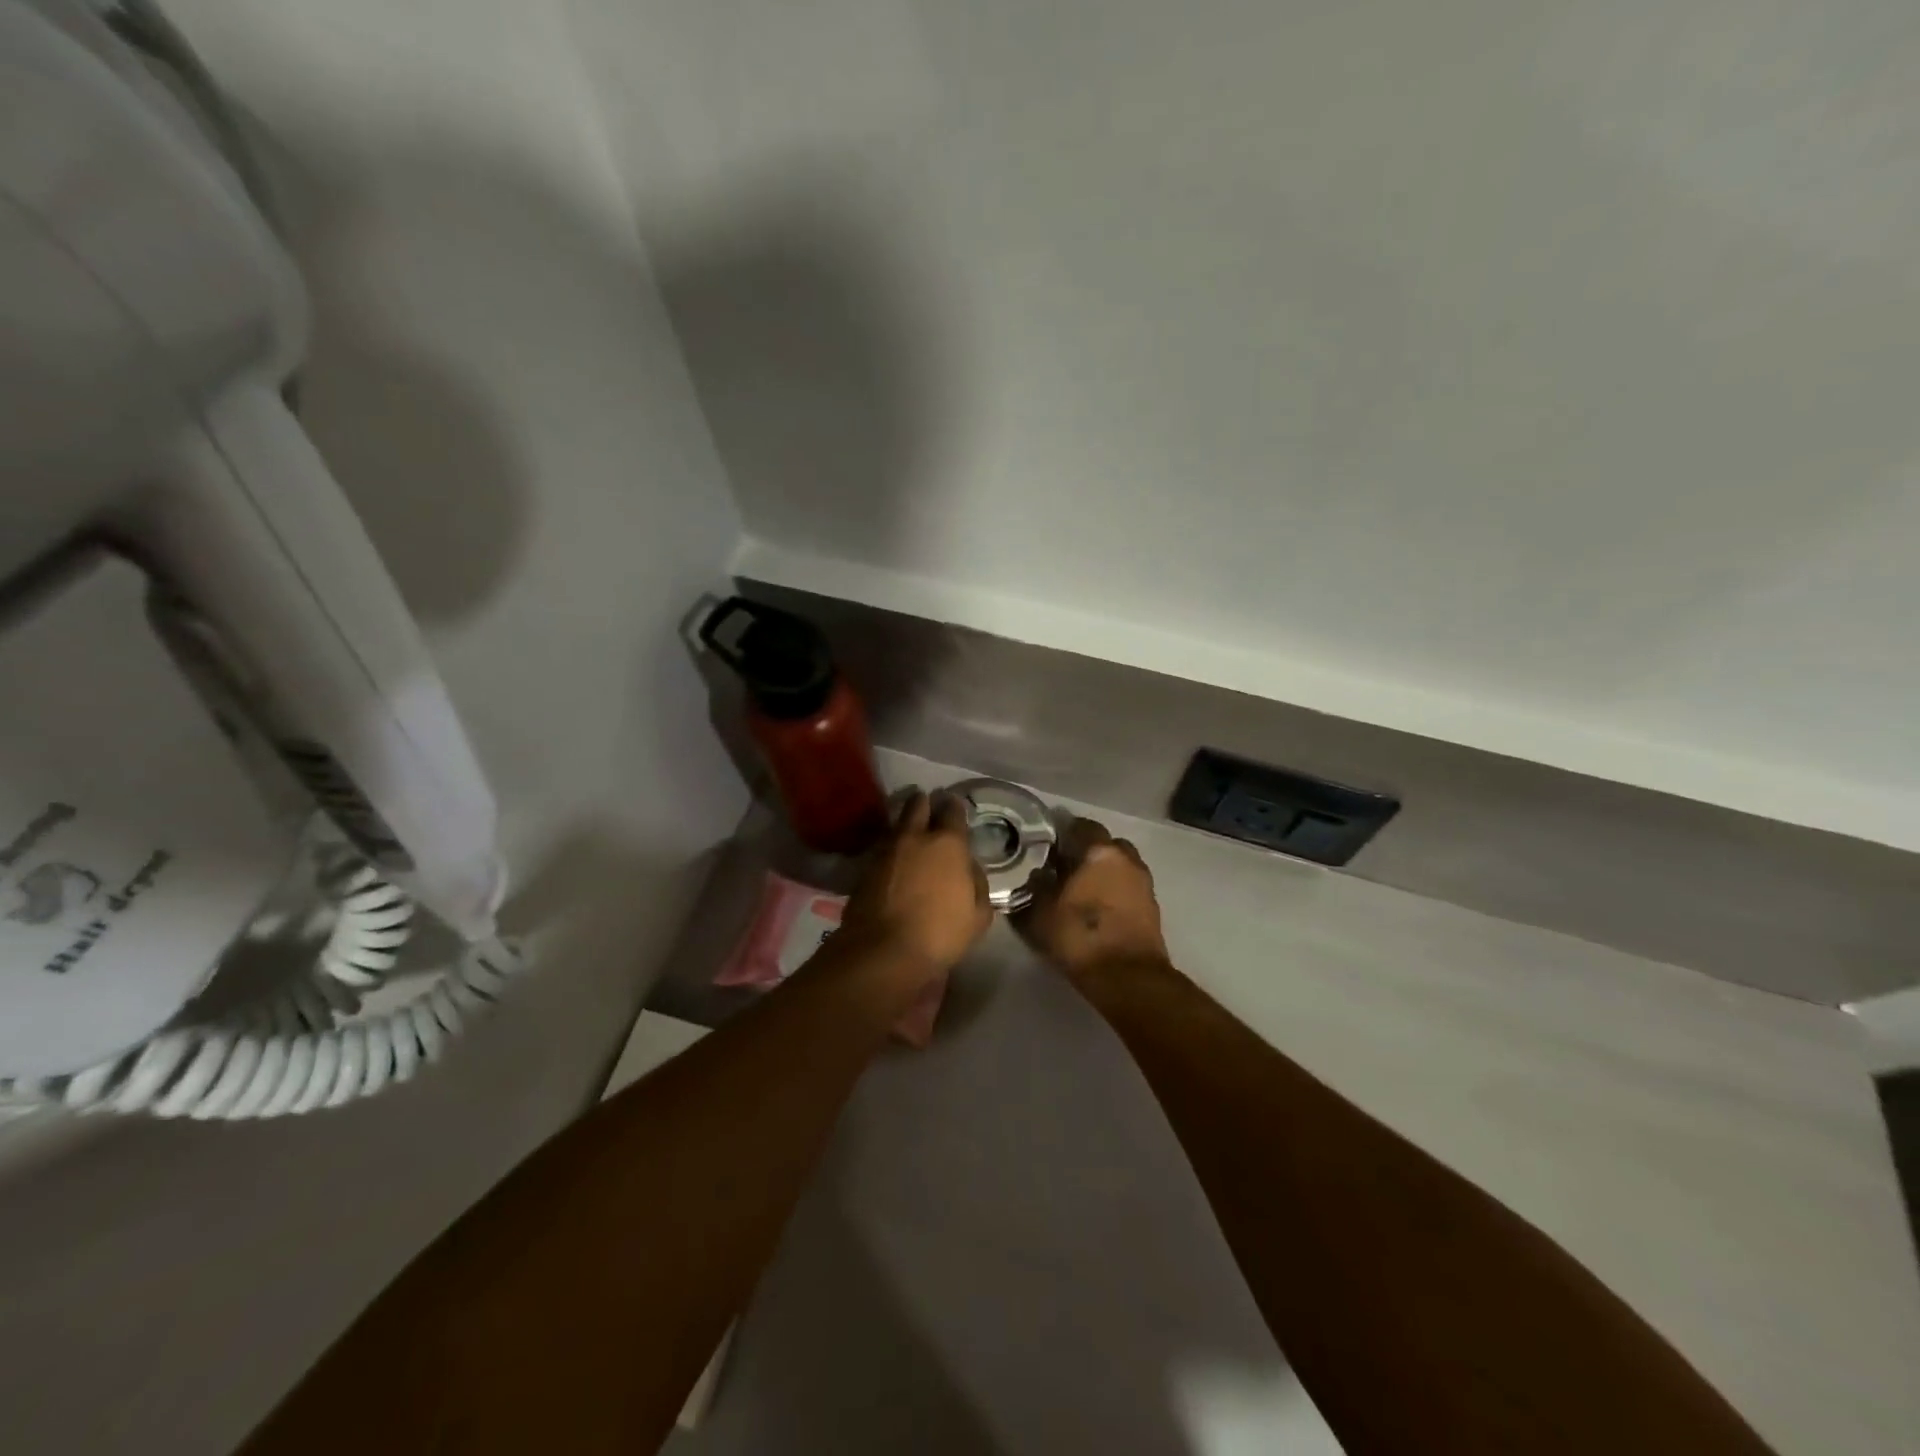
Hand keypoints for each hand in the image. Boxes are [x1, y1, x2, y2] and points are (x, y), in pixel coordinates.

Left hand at [839, 790, 992, 984]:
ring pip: (896, 825)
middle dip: (924, 804)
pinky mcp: (863, 869)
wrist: (883, 953)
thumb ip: (978, 884)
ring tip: (911, 837)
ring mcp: (885, 851)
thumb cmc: (940, 934)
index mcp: (948, 844)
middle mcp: (914, 838)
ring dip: (905, 826)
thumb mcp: (978, 915)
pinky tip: (895, 863)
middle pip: (917, 805)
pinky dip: (890, 851)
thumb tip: (969, 868)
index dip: (954, 807)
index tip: (954, 807)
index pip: (952, 810)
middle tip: (929, 811)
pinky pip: (882, 849)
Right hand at [1018, 816, 1169, 987]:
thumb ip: (1035, 887)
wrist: (1127, 978)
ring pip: (1120, 865)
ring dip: (1104, 872)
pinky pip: (1129, 887)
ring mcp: (1143, 882)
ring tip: (1082, 889)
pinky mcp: (1152, 906)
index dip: (1064, 833)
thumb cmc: (1079, 937)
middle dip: (1087, 851)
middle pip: (1105, 844)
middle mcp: (1126, 859)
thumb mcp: (1040, 913)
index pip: (1082, 826)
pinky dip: (1115, 890)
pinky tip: (1098, 907)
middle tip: (1066, 867)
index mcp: (1099, 852)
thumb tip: (1036, 874)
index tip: (1048, 845)